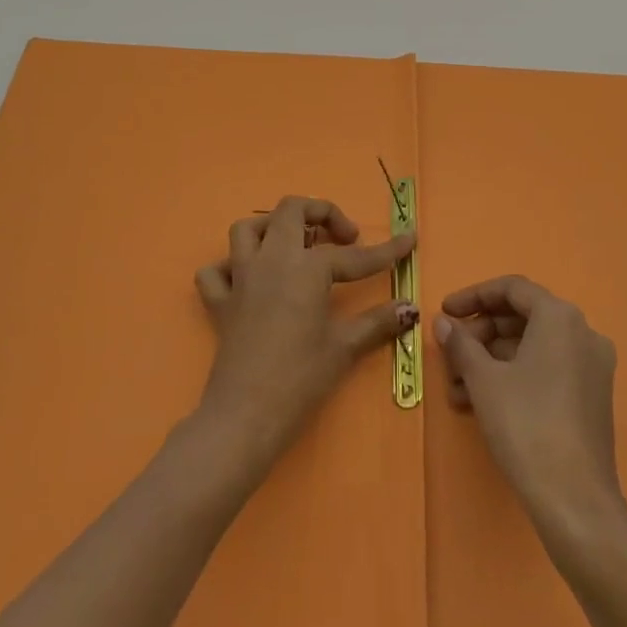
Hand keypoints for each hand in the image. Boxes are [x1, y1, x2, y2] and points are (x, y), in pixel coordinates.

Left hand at [194, 196, 417, 476]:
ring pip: (248, 228)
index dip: (387, 249)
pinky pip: (216, 271)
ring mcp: (240, 278)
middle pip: (292, 210)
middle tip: (344, 239)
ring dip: (273, 228)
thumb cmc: (300, 379)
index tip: (409, 238)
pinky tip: (250, 281)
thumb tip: (410, 308)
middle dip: (322, 213)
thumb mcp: (344, 347)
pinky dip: (230, 268)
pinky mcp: (219, 303)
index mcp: (306, 268)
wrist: (245, 416)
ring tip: (297, 246)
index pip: (353, 255)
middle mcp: (271, 260)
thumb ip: (378, 322)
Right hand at [436, 276, 623, 536]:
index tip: (444, 313)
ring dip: (491, 361)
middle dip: (480, 335)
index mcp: (560, 317)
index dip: (473, 296)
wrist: (575, 501)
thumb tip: (444, 323)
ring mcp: (592, 367)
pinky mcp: (592, 398)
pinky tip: (480, 403)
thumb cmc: (525, 424)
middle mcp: (583, 333)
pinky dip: (514, 377)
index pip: (512, 289)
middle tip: (449, 356)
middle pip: (522, 318)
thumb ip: (461, 343)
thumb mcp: (483, 379)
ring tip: (455, 390)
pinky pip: (546, 370)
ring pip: (531, 348)